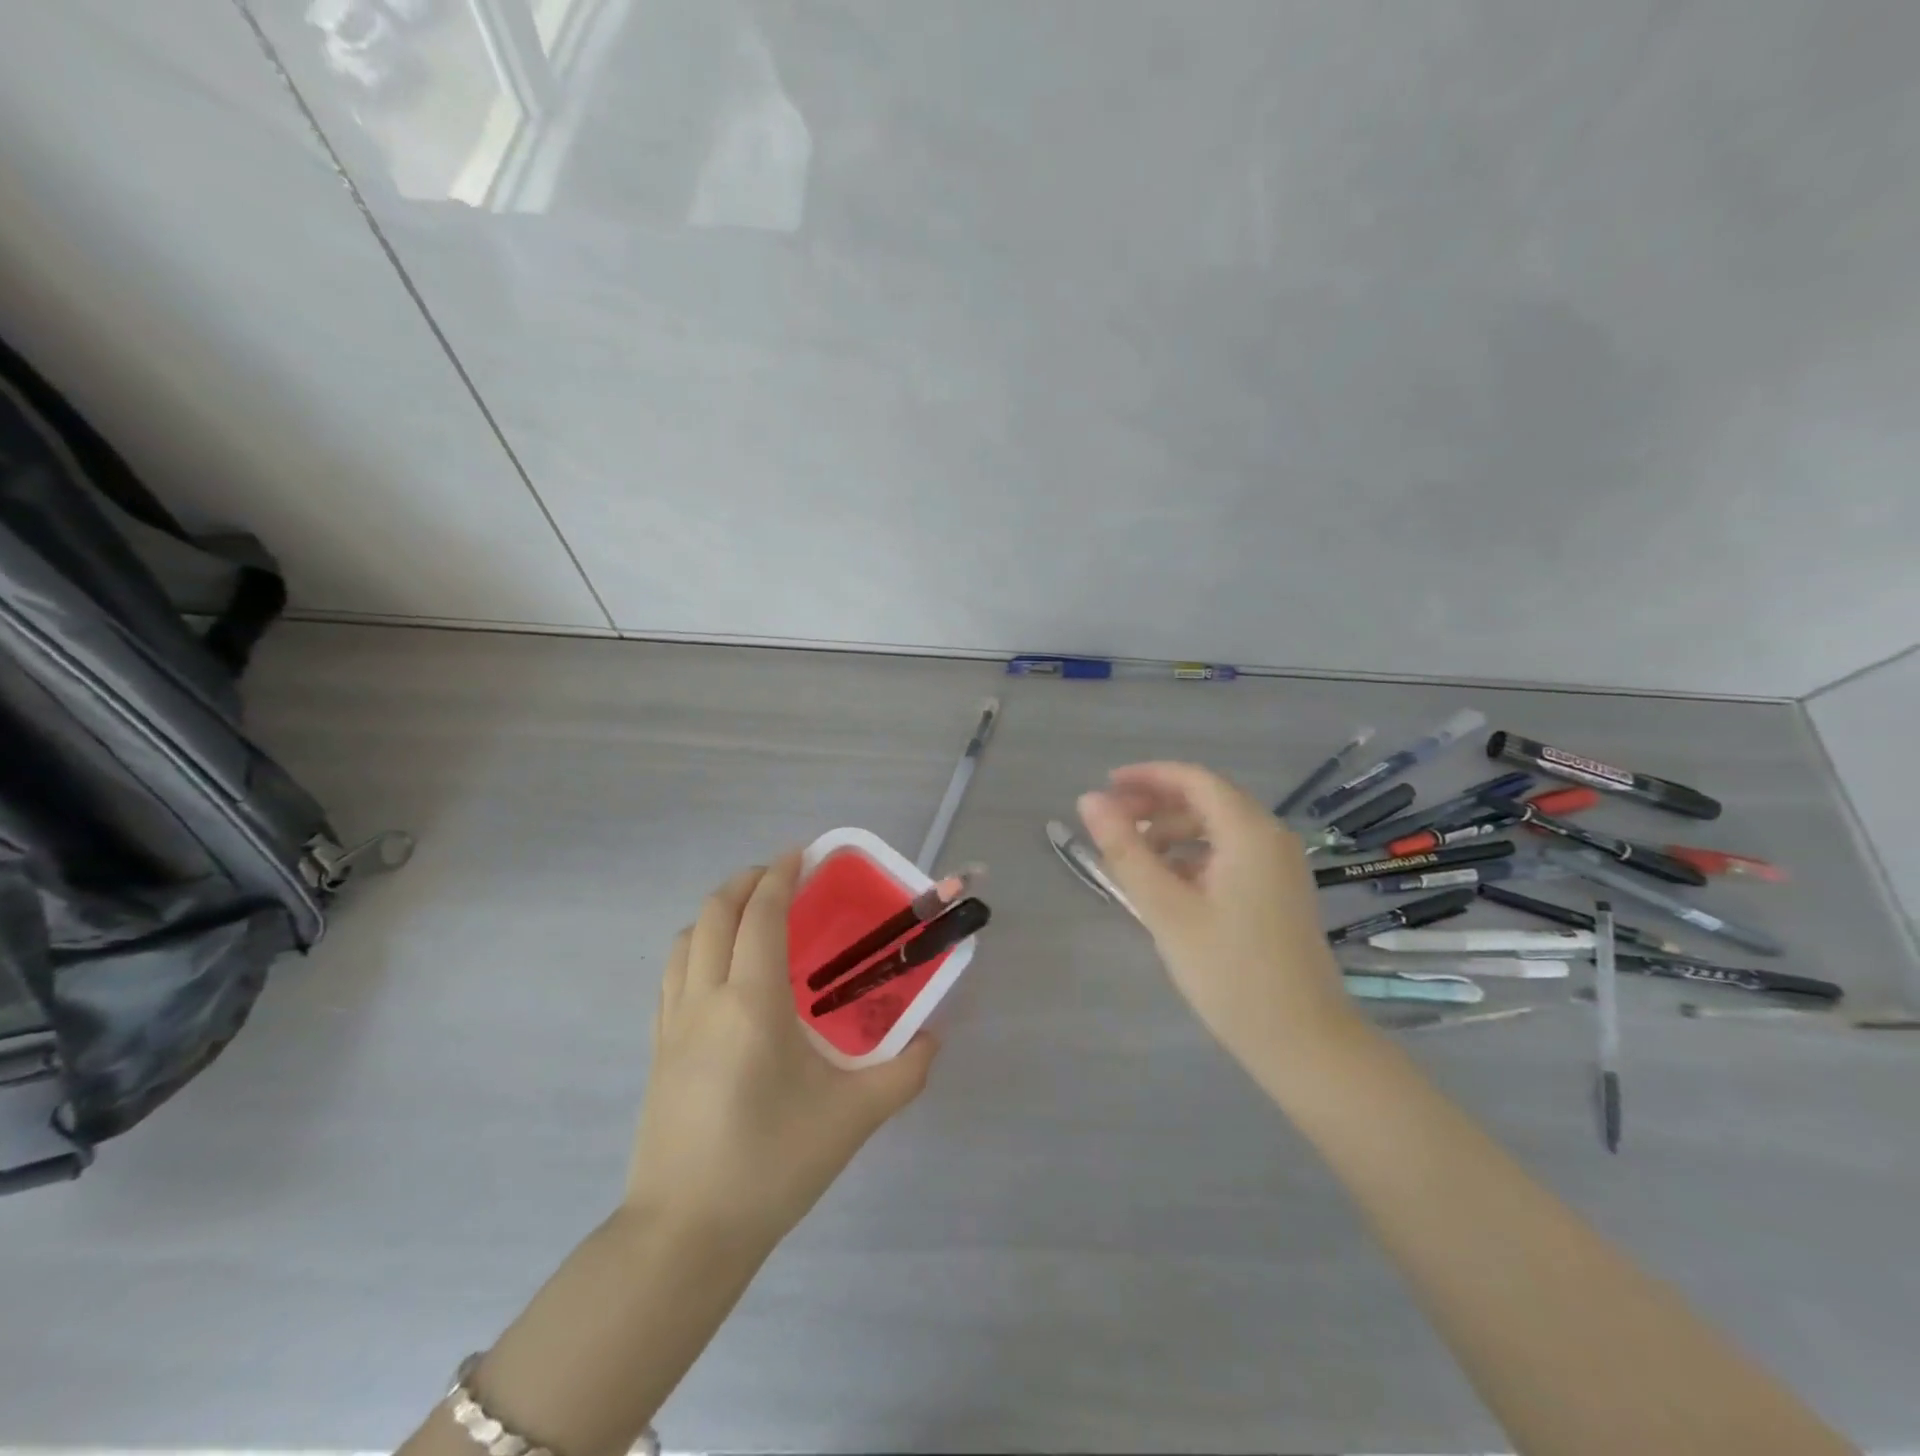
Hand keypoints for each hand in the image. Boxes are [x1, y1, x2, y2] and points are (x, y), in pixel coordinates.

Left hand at [627, 852, 937, 1251]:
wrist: (685, 1235)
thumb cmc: (772, 1165)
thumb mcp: (853, 1118)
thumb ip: (904, 1072)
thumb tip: (933, 1039)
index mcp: (752, 1002)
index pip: (761, 914)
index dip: (781, 874)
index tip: (802, 853)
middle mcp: (705, 998)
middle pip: (716, 913)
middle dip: (746, 881)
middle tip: (781, 875)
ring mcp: (672, 1022)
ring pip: (687, 939)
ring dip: (718, 911)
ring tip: (751, 914)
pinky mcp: (657, 1049)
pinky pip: (672, 974)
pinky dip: (697, 946)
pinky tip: (721, 970)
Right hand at [1077, 762, 1361, 1075]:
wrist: (1302, 1041)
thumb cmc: (1229, 971)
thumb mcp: (1165, 908)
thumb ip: (1125, 850)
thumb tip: (1088, 800)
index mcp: (1249, 832)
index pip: (1194, 779)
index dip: (1147, 777)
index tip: (1106, 787)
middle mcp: (1270, 838)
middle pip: (1206, 801)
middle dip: (1155, 805)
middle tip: (1111, 824)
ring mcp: (1279, 867)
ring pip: (1217, 830)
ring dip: (1172, 833)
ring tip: (1132, 858)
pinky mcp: (1278, 893)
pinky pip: (1229, 855)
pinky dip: (1194, 857)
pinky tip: (1167, 885)